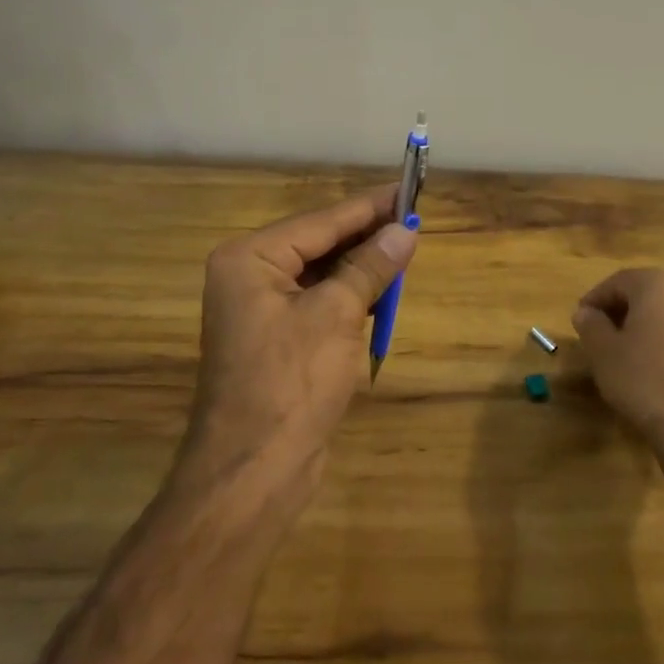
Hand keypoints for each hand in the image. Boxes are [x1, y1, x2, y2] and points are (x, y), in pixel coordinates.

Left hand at [183, 185, 417, 495]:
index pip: (320, 221)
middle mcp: (249, 276)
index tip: (407, 188)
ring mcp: (261, 310)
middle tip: (413, 219)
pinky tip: (382, 289)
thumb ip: (370, 267)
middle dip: (366, 236)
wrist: (253, 474)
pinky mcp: (277, 339)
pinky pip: (319, 301)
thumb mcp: (337, 315)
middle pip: (319, 243)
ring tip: (405, 248)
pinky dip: (350, 295)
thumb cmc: (291, 383)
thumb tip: (404, 231)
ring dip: (361, 266)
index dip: (368, 207)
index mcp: (250, 259)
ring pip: (321, 273)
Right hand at [571, 268, 663, 478]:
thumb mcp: (603, 352)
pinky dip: (662, 343)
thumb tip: (586, 313)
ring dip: (641, 327)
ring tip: (621, 354)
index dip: (595, 299)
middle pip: (644, 294)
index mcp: (658, 284)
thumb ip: (590, 325)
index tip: (580, 320)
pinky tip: (650, 369)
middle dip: (619, 311)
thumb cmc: (645, 379)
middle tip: (598, 335)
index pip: (617, 281)